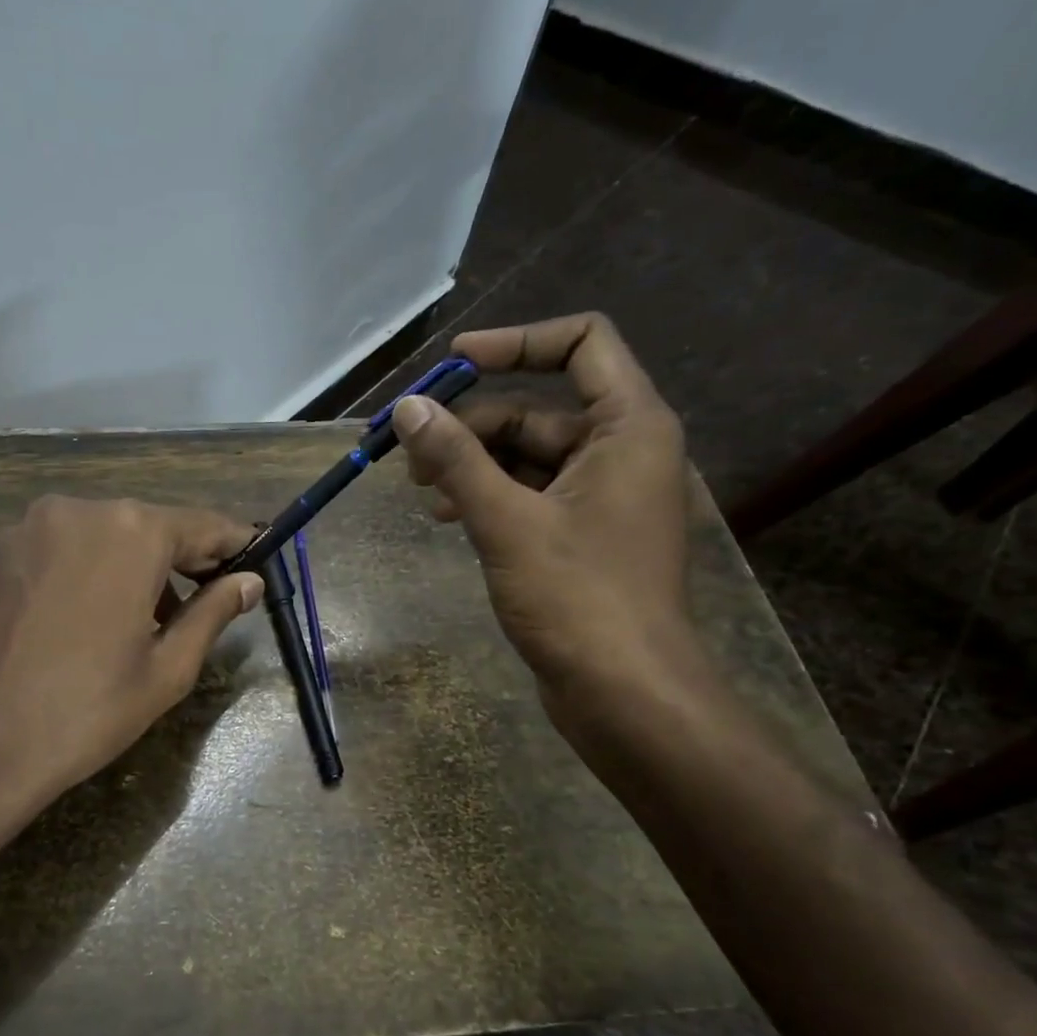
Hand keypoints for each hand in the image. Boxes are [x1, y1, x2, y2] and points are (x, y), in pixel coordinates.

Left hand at [0, 495, 262, 834]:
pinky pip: (48, 554)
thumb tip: (249, 581)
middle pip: (144, 527)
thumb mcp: (168, 668)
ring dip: (119, 567)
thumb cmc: (89, 711)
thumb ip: (214, 612)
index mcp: (131, 532)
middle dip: (172, 561)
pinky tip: (67, 625)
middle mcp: (75, 511)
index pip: (201, 526)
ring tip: (124, 623)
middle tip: (188, 608)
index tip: (250, 564)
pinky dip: (71, 576)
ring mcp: (21, 530)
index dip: (231, 545)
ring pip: (93, 537)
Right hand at [390, 312, 694, 704]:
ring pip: (528, 456)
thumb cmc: (577, 598)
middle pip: (538, 408)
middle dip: (472, 425)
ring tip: (423, 493)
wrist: (625, 692)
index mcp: (628, 427)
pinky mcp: (583, 535)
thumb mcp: (507, 522)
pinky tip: (449, 518)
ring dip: (473, 465)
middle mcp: (622, 450)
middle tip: (412, 455)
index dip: (516, 342)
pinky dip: (490, 497)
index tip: (454, 363)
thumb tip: (408, 407)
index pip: (582, 344)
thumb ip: (456, 459)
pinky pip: (531, 494)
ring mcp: (603, 496)